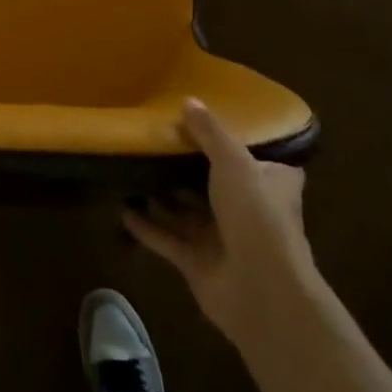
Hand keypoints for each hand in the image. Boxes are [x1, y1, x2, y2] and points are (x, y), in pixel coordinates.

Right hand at [125, 99, 314, 346]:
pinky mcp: (198, 262)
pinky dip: (146, 225)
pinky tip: (121, 208)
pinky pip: (167, 238)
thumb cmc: (256, 215)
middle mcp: (249, 209)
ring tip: (132, 166)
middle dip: (188, 166)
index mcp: (270, 183)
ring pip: (187, 210)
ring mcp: (222, 238)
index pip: (260, 158)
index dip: (239, 142)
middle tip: (157, 139)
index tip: (210, 123)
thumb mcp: (234, 161)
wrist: (261, 290)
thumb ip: (209, 132)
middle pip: (216, 182)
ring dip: (163, 194)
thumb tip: (188, 100)